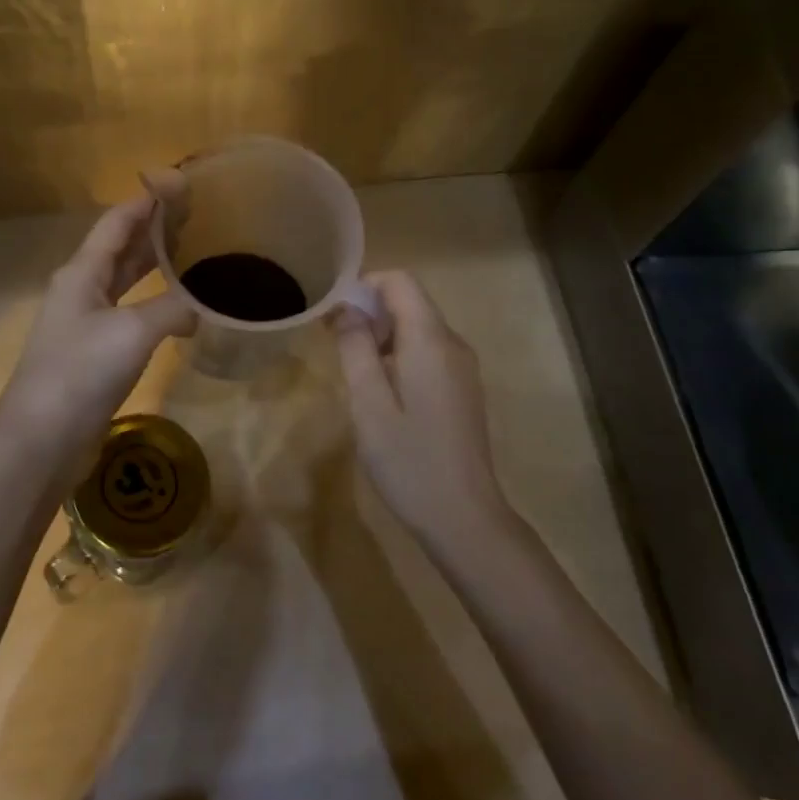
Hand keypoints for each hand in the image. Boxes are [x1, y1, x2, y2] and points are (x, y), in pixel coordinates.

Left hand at [0, 179, 195, 468]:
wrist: (42, 438)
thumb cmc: (81, 372)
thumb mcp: (132, 332)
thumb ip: (172, 309)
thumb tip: (202, 308)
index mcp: (82, 272)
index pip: (117, 222)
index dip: (147, 201)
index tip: (180, 184)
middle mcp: (81, 290)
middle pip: (121, 248)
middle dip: (155, 230)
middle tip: (197, 216)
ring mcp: (86, 323)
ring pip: (125, 282)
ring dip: (154, 266)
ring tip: (193, 252)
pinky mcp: (95, 354)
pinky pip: (129, 314)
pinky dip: (154, 304)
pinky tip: (178, 310)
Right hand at [332, 271, 508, 539]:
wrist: (464, 517)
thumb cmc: (409, 461)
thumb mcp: (369, 405)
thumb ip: (356, 349)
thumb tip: (346, 308)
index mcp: (430, 341)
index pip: (400, 282)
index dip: (364, 286)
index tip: (333, 314)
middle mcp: (453, 344)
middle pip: (410, 302)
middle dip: (369, 311)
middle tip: (334, 344)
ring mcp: (462, 368)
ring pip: (418, 328)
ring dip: (382, 335)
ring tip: (353, 371)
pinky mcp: (462, 389)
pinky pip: (428, 352)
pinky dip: (400, 355)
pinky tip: (382, 392)